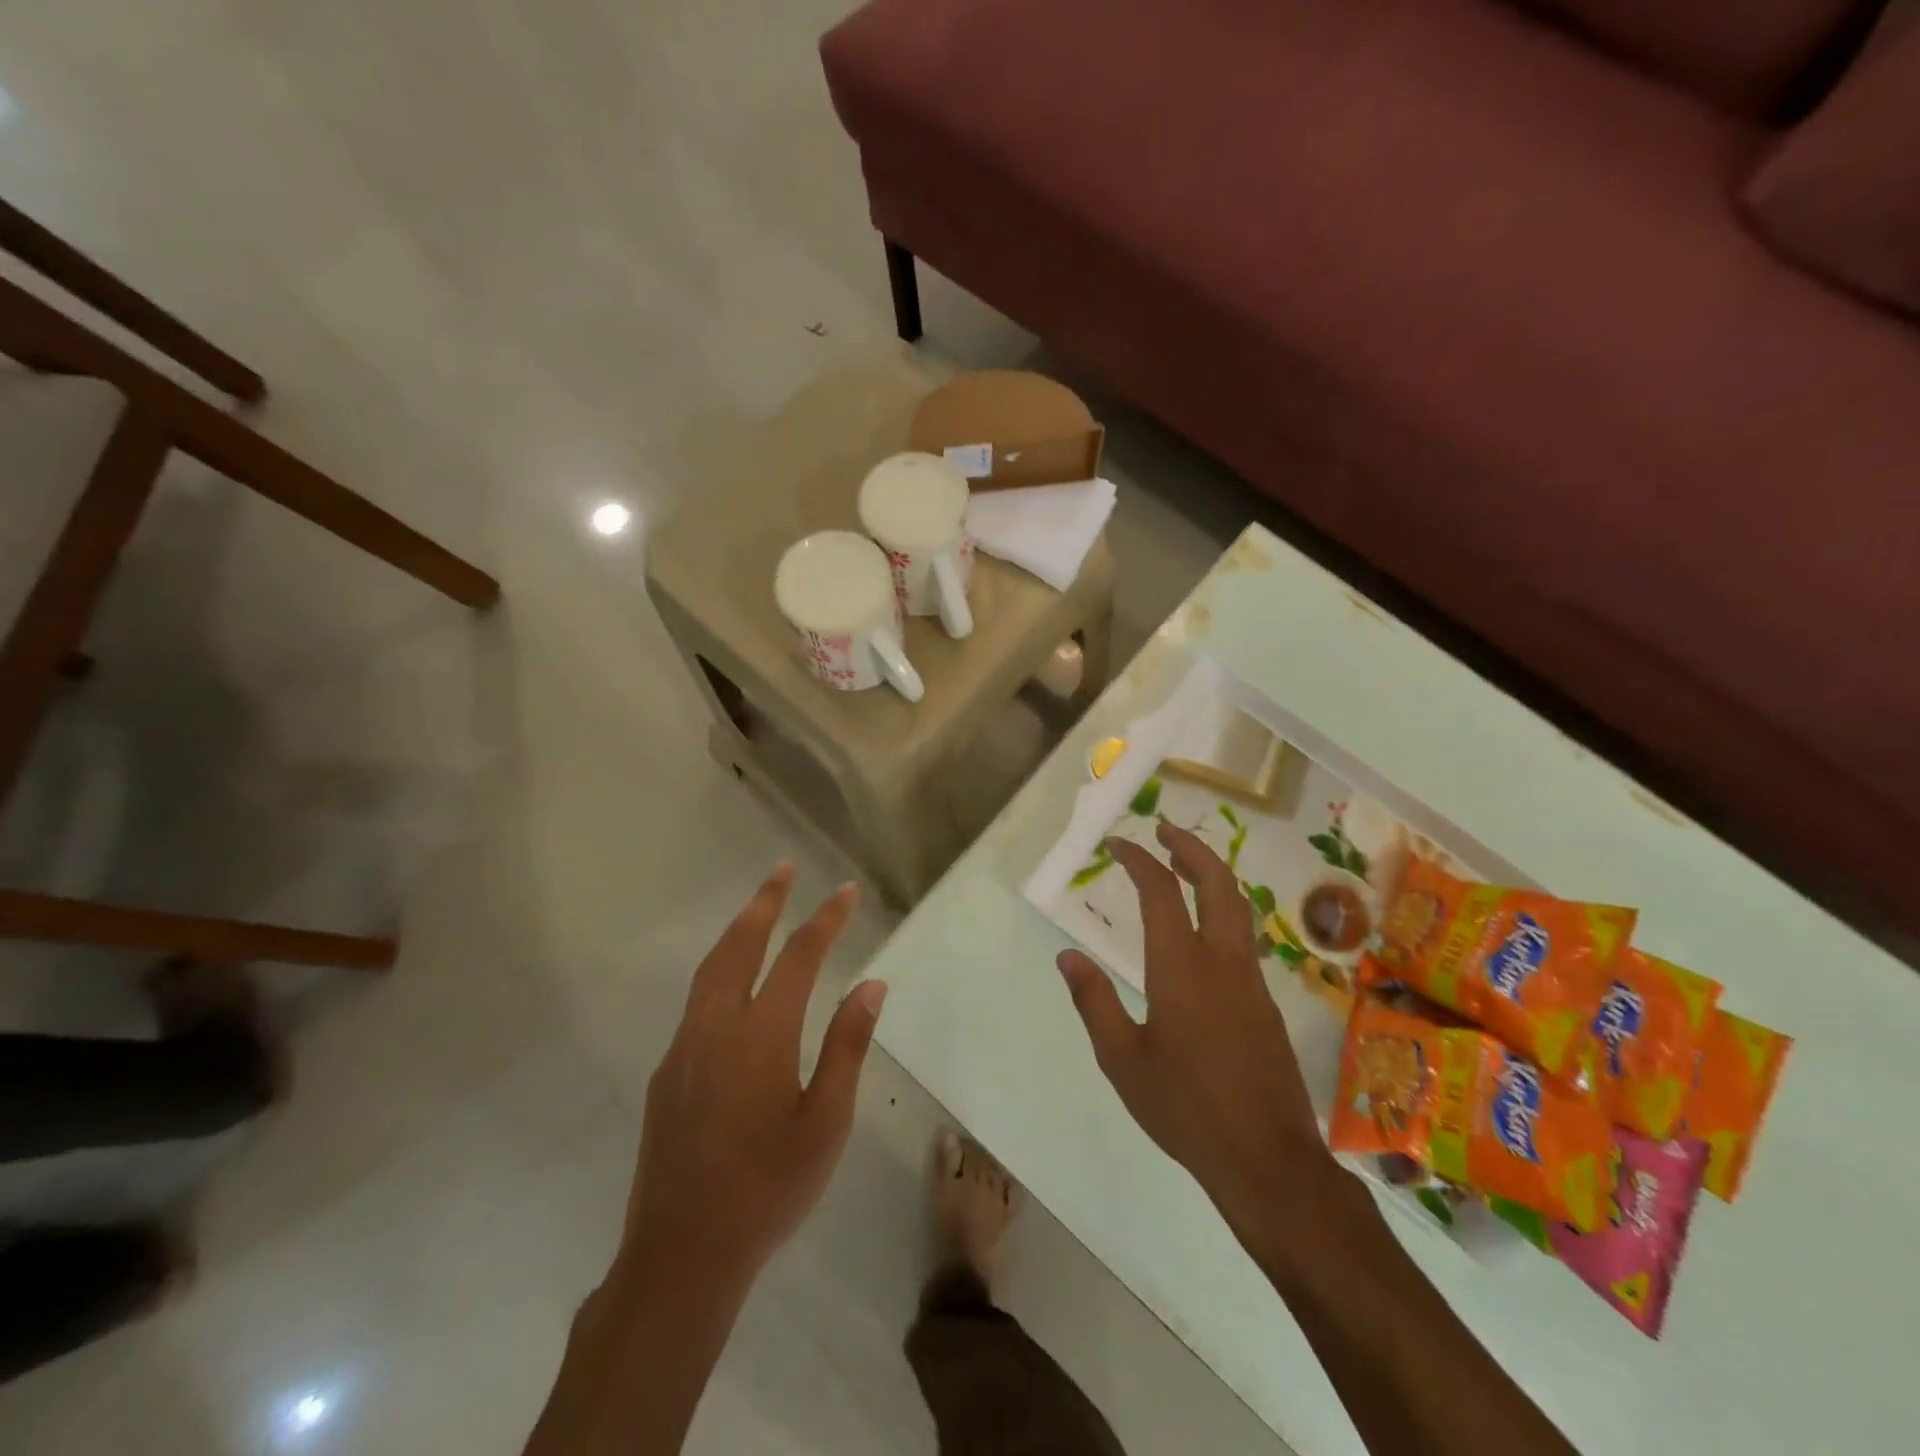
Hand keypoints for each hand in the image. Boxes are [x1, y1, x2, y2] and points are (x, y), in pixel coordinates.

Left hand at [615, 864, 887, 1302]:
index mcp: (760, 1036)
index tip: (845, 892)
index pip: (798, 957)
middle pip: (740, 945)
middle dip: (765, 902)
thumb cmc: (768, 1190)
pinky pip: (697, 1000)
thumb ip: (846, 1047)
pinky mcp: (667, 1072)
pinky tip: (734, 982)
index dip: (825, 920)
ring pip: (710, 968)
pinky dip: (720, 968)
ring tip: (759, 907)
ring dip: (738, 930)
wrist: (681, 1256)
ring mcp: (684, 1048)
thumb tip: (870, 985)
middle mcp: (716, 1027)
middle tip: (784, 869)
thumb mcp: (826, 1123)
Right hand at [1057, 824, 1333, 1240]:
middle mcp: (1222, 961)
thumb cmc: (1185, 1108)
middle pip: (1217, 882)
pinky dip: (1222, 911)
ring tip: (1182, 867)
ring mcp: (1251, 980)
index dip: (1138, 858)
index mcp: (1181, 967)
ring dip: (1211, 875)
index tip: (1117, 843)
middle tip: (1164, 830)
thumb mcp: (1122, 1060)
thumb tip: (1067, 955)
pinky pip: (1244, 938)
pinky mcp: (1266, 1004)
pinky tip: (1202, 931)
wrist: (1268, 1160)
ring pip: (1238, 907)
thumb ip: (1093, 1001)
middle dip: (1191, 848)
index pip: (1161, 891)